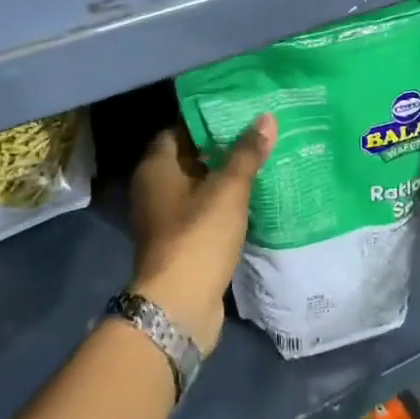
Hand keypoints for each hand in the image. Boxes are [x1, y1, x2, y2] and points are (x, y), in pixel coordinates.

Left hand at [127, 115, 275, 354]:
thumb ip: (246, 153)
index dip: (204, 120)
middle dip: (219, 148)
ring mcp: (165, 219)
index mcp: (155, 168)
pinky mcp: (180, 243)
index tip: (236, 113)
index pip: (177, 130)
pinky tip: (251, 199)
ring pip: (197, 187)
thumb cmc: (198, 235)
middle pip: (188, 158)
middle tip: (255, 135)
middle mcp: (153, 189)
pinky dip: (222, 205)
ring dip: (223, 178)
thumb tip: (266, 117)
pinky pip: (202, 213)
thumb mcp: (228, 190)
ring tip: (260, 162)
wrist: (179, 305)